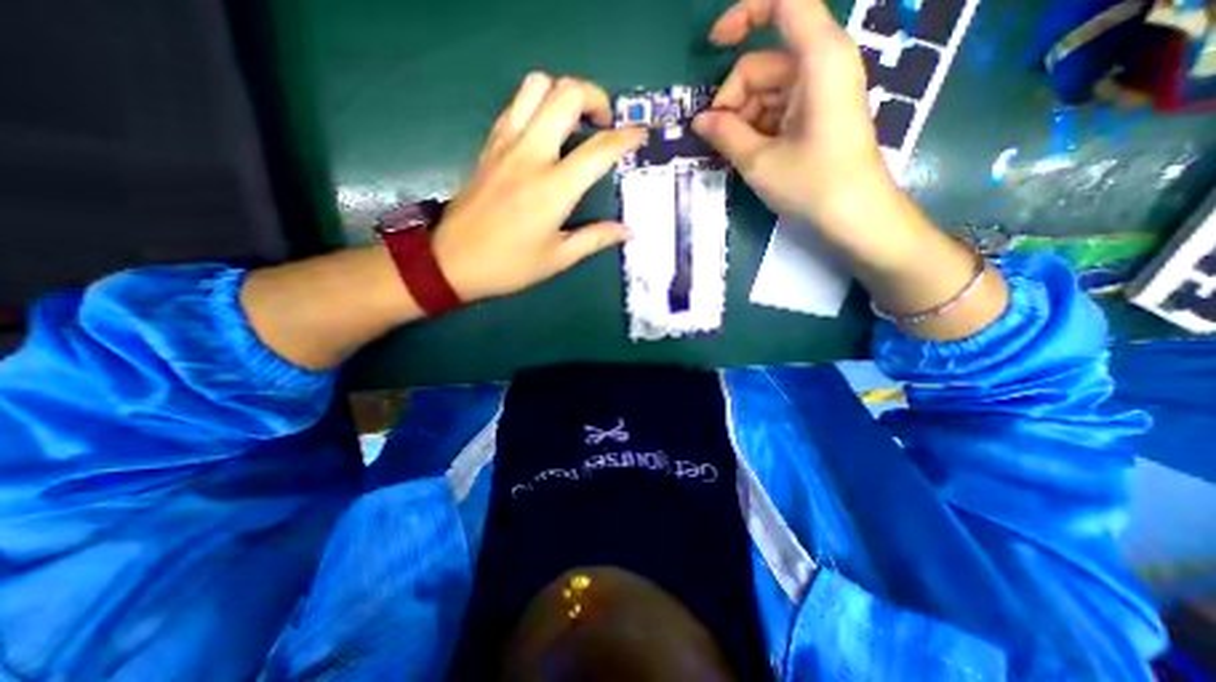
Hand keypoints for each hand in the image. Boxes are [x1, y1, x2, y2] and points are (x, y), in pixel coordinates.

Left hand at [434, 69, 650, 301]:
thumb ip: (595, 238)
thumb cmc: (509, 265)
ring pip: (536, 87)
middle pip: (565, 95)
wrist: (452, 261)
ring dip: (563, 94)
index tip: (640, 135)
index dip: (625, 138)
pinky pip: (515, 105)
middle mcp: (531, 155)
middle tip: (605, 123)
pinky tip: (545, 131)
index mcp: (553, 189)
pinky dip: (537, 105)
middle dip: (595, 97)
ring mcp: (506, 145)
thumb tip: (627, 231)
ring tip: (575, 121)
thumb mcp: (558, 258)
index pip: (598, 150)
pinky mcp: (489, 146)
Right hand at [694, 0, 889, 224]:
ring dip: (742, 118)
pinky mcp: (818, 115)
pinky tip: (748, 153)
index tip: (713, 45)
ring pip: (767, 90)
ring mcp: (821, 92)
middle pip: (763, 63)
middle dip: (733, 97)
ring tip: (733, 152)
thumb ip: (725, 134)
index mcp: (819, 59)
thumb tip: (699, 120)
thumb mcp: (759, 161)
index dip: (744, 13)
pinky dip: (757, 127)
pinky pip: (778, 109)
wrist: (855, 218)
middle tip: (715, 137)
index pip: (784, 2)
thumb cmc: (812, 185)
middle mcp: (823, 65)